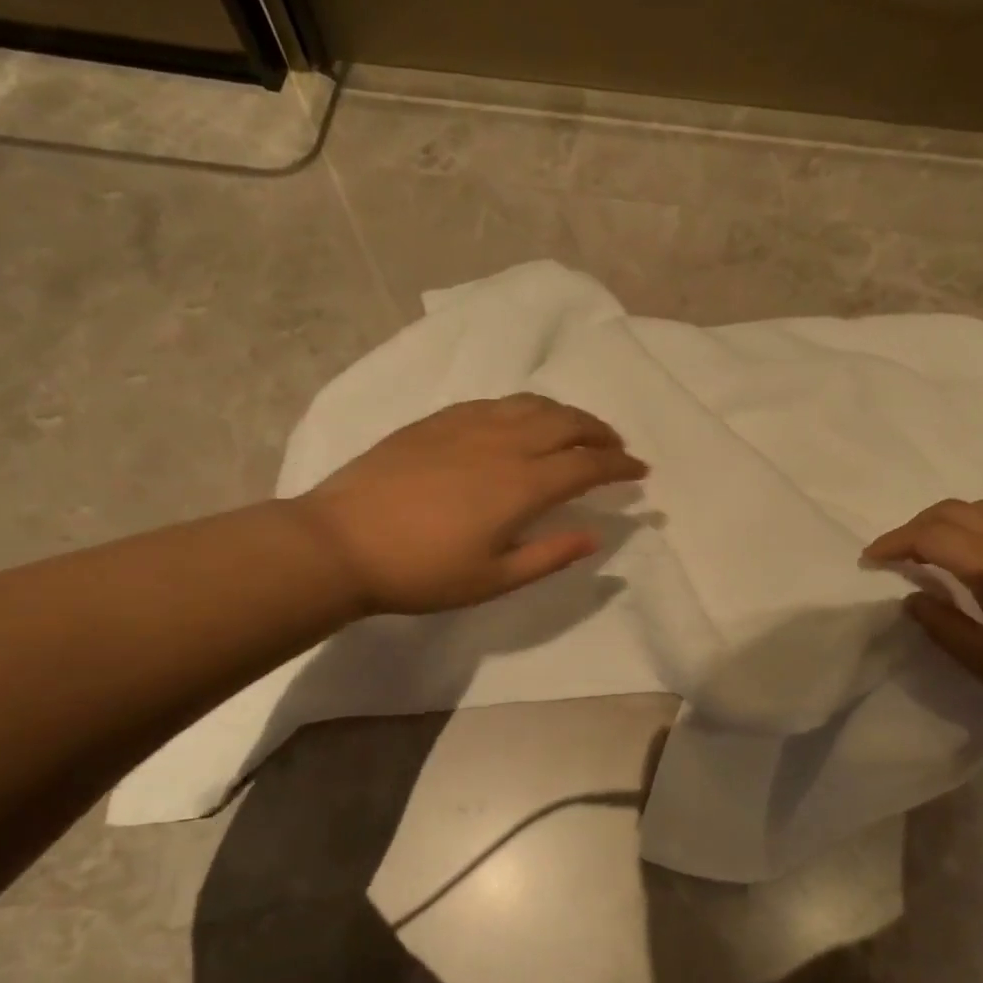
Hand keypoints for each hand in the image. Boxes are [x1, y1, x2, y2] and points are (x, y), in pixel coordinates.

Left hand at [292, 394, 647, 615]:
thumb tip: (596, 537)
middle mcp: (503, 443)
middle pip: (567, 422)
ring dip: (566, 414)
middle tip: (616, 448)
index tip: (641, 472)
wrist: (341, 543)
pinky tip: (522, 423)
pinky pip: (497, 402)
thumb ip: (549, 555)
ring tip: (578, 431)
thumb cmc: (421, 573)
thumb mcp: (493, 579)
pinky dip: (525, 409)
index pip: (588, 465)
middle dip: (601, 432)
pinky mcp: (438, 420)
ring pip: (533, 405)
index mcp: (522, 485)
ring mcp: (468, 425)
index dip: (620, 466)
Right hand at [863, 500, 982, 731]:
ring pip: (980, 508)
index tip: (869, 559)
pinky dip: (974, 525)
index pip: (928, 536)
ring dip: (945, 522)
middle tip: (894, 555)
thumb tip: (913, 598)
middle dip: (914, 527)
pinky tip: (977, 556)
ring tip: (930, 552)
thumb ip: (945, 628)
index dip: (892, 543)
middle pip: (951, 511)